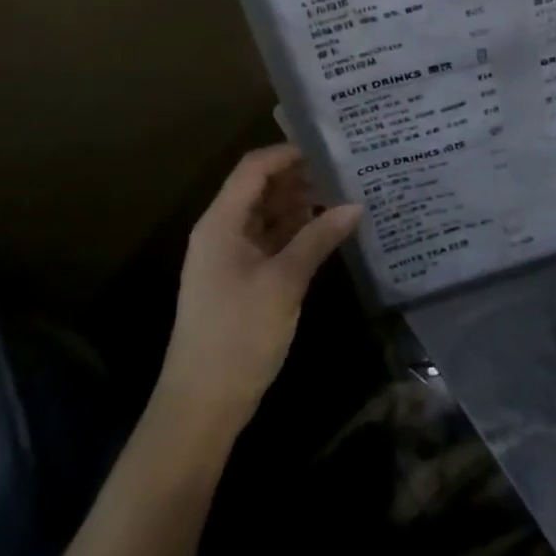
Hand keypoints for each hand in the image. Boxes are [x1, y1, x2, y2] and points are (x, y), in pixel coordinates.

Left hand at [157, 145, 361, 439]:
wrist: (200, 407)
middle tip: (344, 169)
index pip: (254, 168)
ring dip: (300, 204)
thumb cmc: (238, 335)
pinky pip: (270, 241)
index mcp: (221, 223)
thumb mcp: (283, 283)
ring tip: (343, 194)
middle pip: (261, 189)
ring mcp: (231, 258)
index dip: (288, 153)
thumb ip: (318, 238)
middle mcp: (223, 232)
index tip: (328, 147)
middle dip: (300, 177)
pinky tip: (327, 230)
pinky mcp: (241, 281)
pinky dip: (296, 232)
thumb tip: (355, 205)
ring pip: (268, 215)